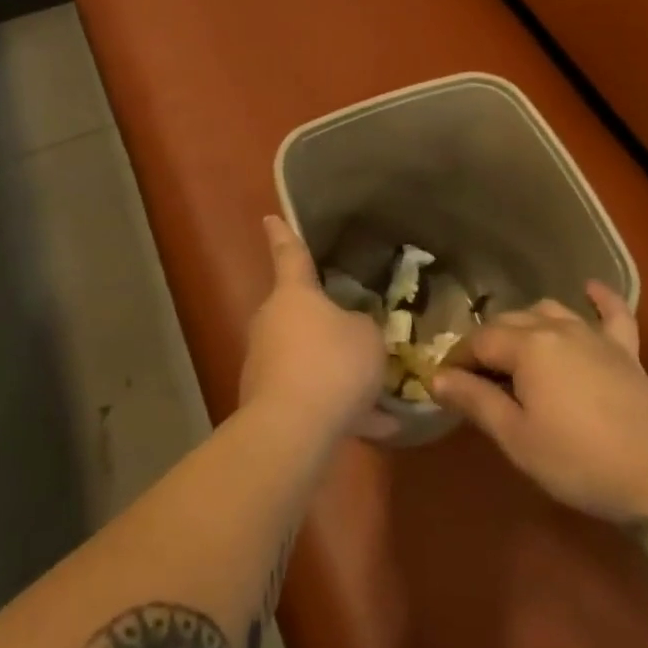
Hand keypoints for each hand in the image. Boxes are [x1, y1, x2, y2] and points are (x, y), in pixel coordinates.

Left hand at [240, 216, 394, 440]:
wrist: (292, 430)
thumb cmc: (332, 364)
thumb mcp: (367, 337)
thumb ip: (363, 326)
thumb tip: (353, 330)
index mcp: (294, 293)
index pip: (289, 253)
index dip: (283, 233)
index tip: (270, 217)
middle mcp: (272, 321)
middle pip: (300, 313)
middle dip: (325, 323)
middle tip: (356, 332)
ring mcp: (266, 363)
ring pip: (309, 360)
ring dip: (338, 374)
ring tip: (381, 396)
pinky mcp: (268, 403)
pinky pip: (312, 398)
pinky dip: (340, 410)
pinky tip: (380, 429)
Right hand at [431, 282, 647, 530]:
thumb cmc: (580, 462)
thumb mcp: (517, 439)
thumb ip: (476, 401)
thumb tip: (437, 376)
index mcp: (526, 347)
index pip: (478, 341)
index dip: (458, 358)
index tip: (446, 381)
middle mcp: (555, 328)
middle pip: (509, 322)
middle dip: (487, 343)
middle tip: (478, 375)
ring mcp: (593, 335)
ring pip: (549, 311)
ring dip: (526, 324)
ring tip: (517, 347)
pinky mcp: (626, 351)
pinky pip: (613, 313)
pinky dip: (599, 298)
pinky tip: (590, 288)